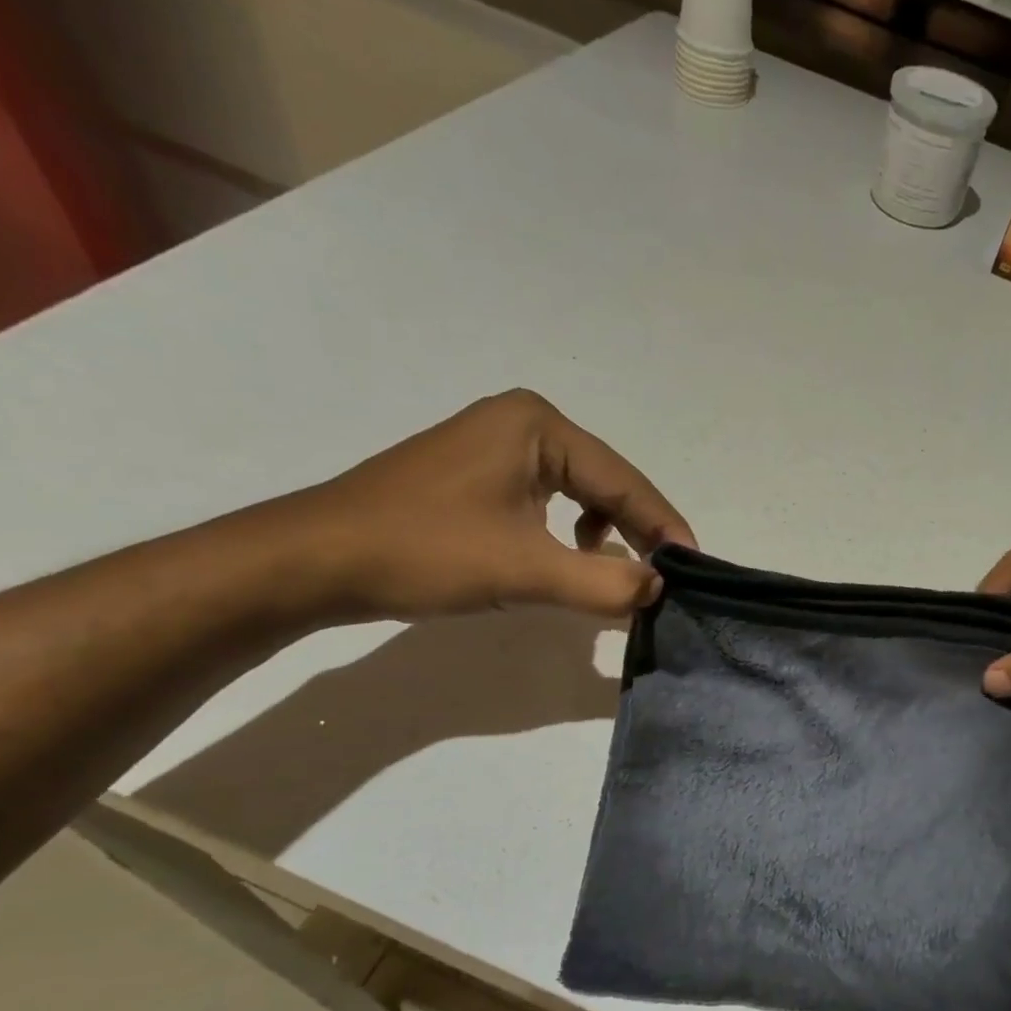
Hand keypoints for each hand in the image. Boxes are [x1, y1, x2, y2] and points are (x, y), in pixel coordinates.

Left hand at [285, 390, 695, 619]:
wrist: (317, 560)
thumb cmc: (425, 552)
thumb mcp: (525, 570)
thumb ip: (604, 583)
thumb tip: (658, 588)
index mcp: (538, 425)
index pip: (623, 480)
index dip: (663, 527)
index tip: (693, 568)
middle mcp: (523, 423)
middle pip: (605, 483)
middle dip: (637, 531)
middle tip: (664, 577)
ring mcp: (497, 446)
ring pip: (579, 494)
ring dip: (606, 535)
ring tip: (616, 574)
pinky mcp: (479, 475)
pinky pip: (548, 502)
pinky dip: (569, 535)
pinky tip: (567, 560)